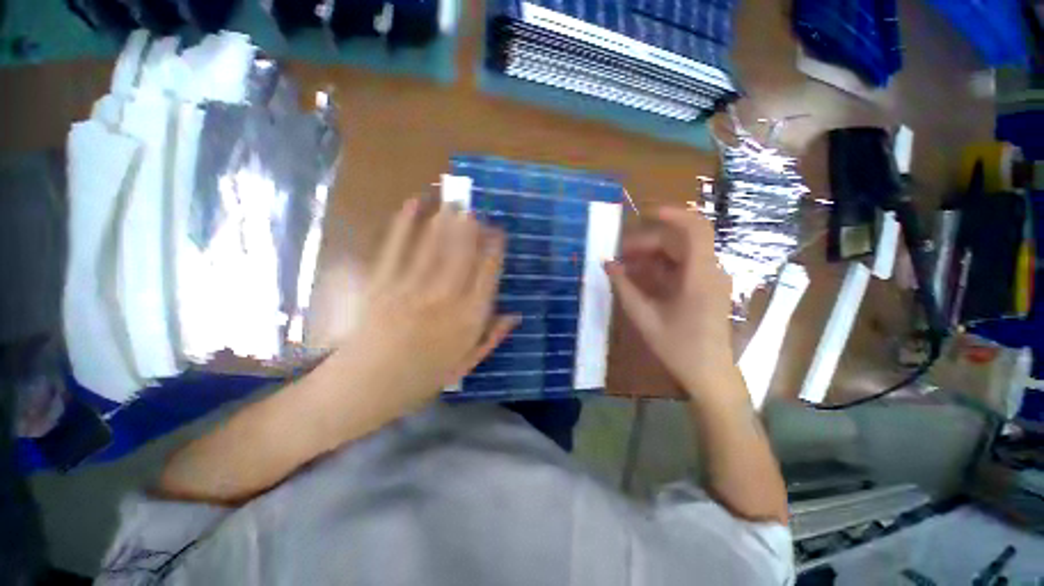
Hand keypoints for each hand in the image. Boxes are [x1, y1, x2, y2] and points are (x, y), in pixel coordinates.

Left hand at [334, 198, 518, 414]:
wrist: (364, 389)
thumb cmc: (420, 379)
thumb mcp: (464, 365)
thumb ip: (491, 337)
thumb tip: (515, 315)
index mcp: (467, 320)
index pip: (487, 275)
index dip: (494, 249)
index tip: (498, 232)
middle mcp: (444, 299)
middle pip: (462, 253)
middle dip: (471, 227)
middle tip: (476, 208)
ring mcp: (410, 288)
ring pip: (434, 245)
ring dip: (446, 219)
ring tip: (454, 201)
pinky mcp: (382, 283)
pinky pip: (396, 248)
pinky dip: (404, 223)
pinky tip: (414, 204)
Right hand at [605, 207, 737, 399]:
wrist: (708, 374)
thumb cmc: (678, 347)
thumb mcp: (644, 316)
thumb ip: (623, 287)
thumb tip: (607, 264)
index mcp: (699, 275)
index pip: (695, 229)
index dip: (672, 214)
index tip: (644, 213)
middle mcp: (709, 271)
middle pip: (679, 241)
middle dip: (647, 242)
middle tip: (619, 254)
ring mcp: (709, 279)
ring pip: (678, 254)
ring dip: (650, 255)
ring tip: (624, 267)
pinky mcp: (704, 288)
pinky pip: (680, 268)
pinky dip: (658, 268)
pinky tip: (638, 278)